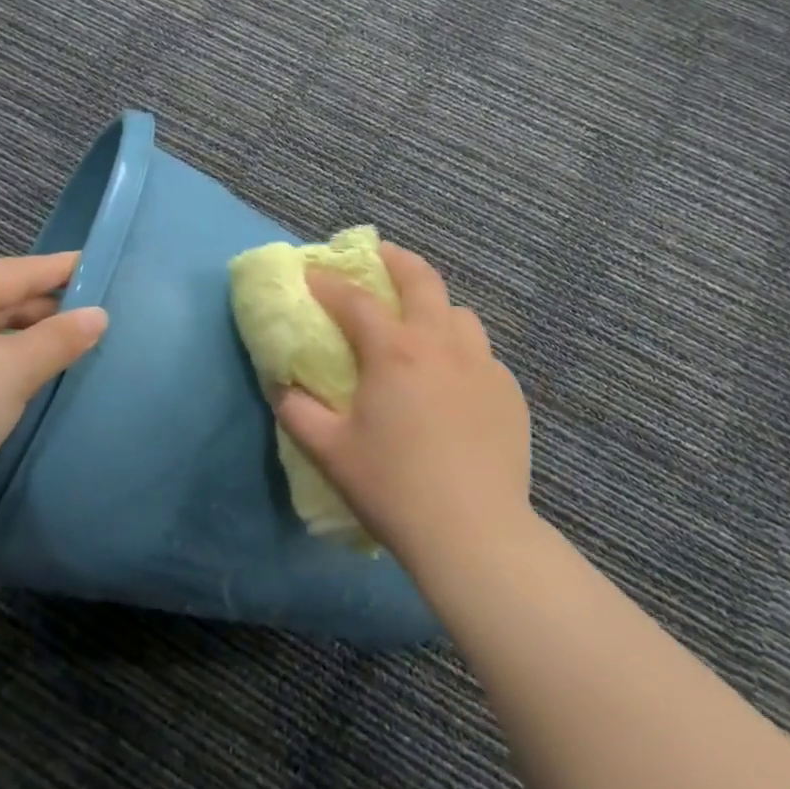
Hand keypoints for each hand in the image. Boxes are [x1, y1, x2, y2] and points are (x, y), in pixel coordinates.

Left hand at [0, 252, 106, 528]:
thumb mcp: (13, 371)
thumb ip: (60, 338)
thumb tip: (99, 315)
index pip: (15, 272)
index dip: (61, 270)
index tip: (102, 265)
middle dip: (45, 308)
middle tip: (97, 312)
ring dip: (25, 339)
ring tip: (72, 344)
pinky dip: (1, 361)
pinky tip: (30, 375)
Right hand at [275, 243, 531, 569]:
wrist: (473, 532)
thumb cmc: (392, 487)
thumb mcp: (329, 451)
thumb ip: (296, 411)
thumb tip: (281, 386)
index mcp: (394, 352)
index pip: (355, 300)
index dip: (329, 283)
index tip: (311, 274)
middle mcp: (441, 344)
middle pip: (421, 280)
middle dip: (395, 260)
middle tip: (378, 256)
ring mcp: (482, 365)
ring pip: (460, 314)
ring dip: (435, 307)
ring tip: (420, 324)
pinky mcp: (509, 392)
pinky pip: (482, 354)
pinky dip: (462, 351)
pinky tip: (454, 381)